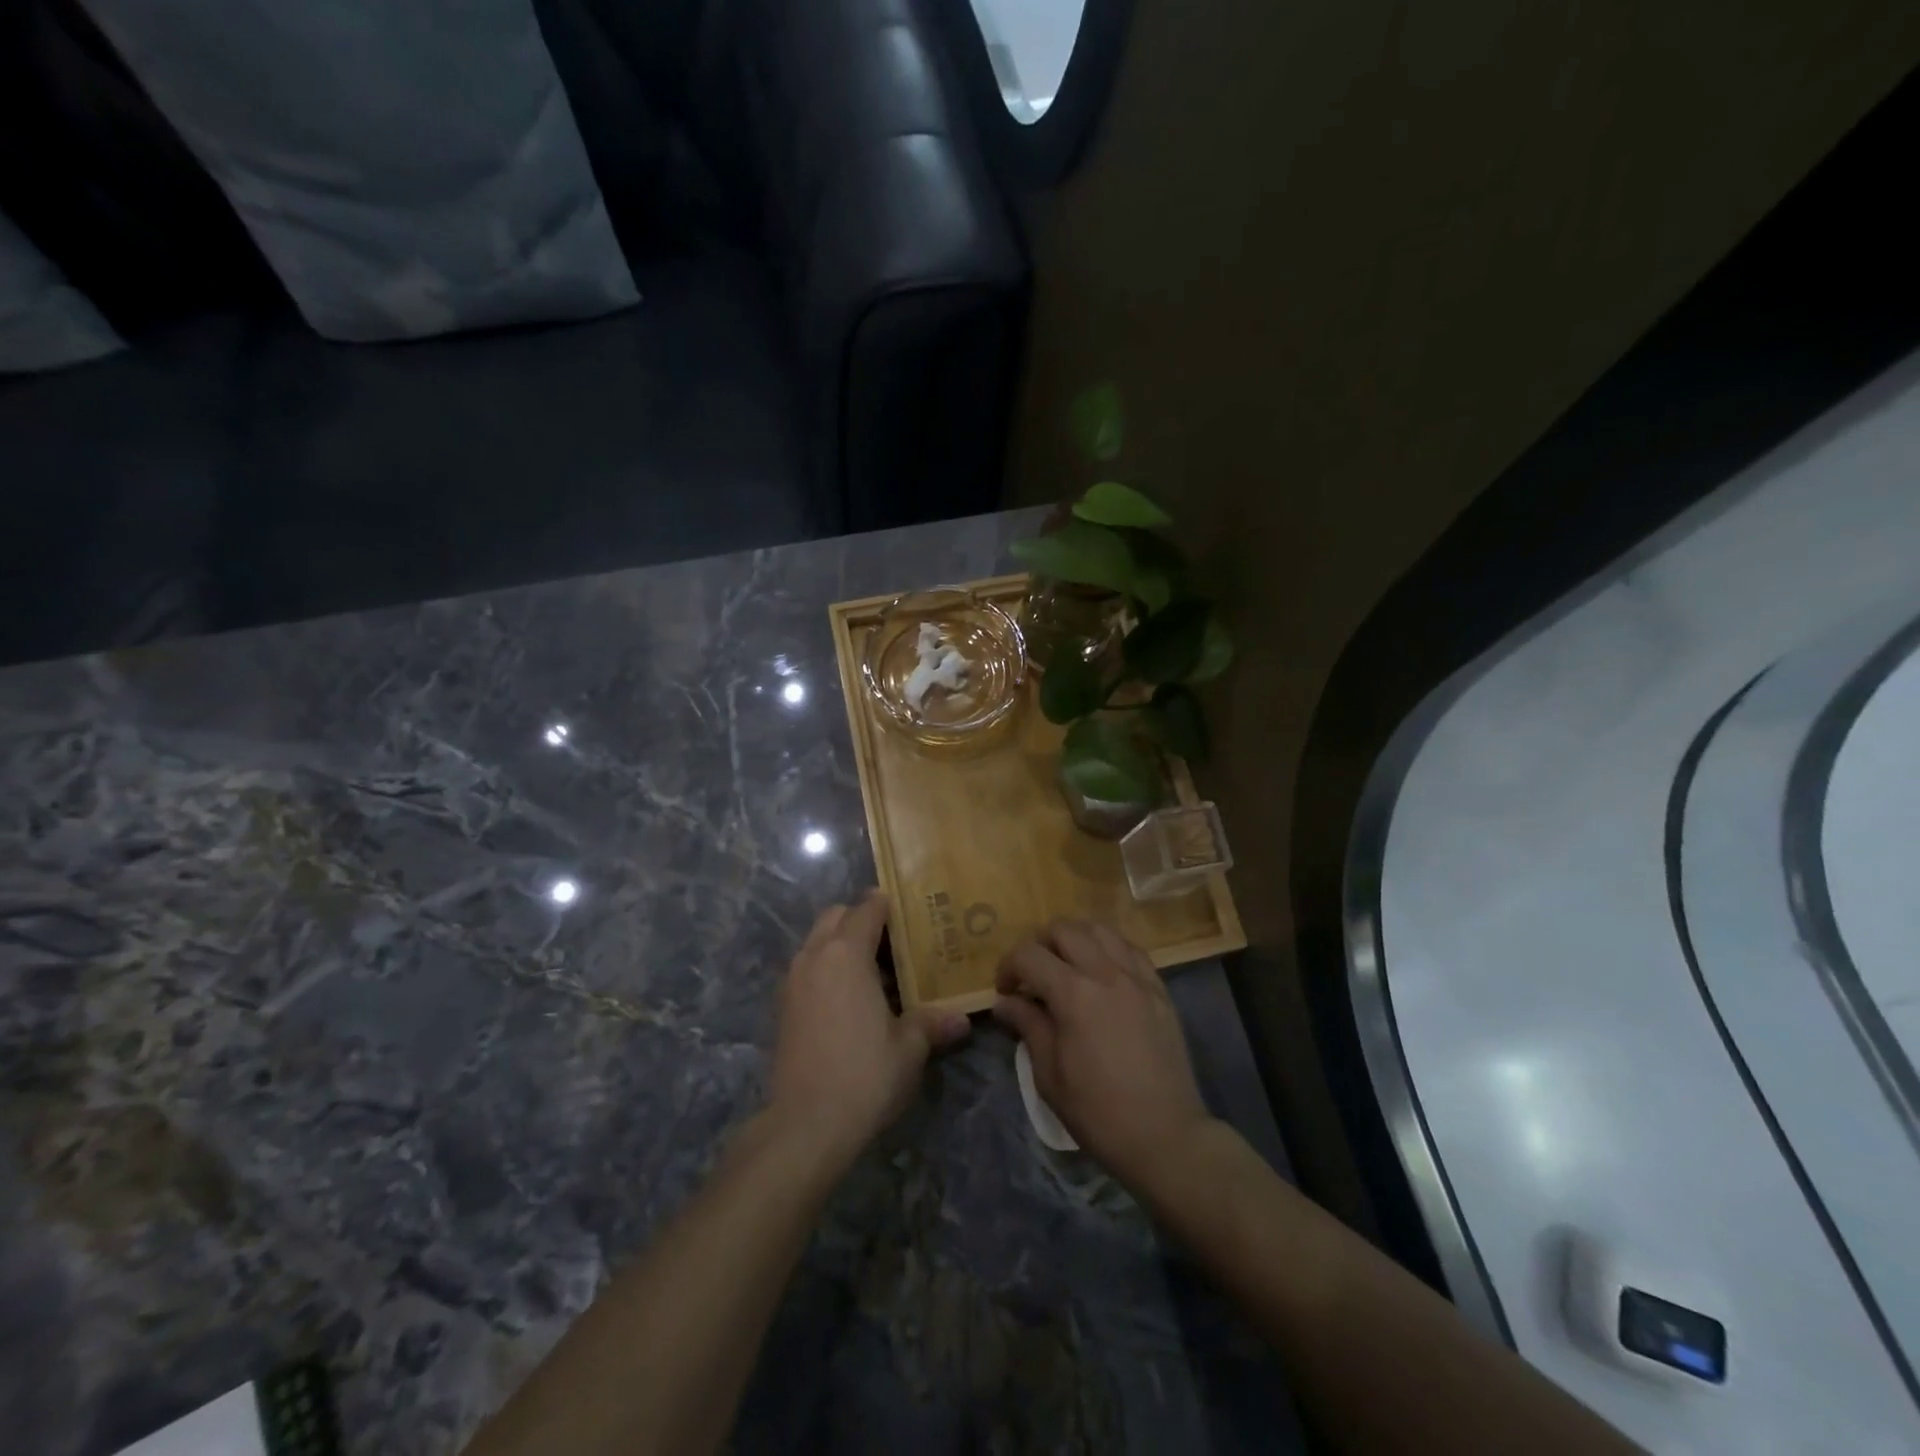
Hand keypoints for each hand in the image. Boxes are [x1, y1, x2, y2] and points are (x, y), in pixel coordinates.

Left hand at [767, 890, 970, 1165]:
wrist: (805, 1125)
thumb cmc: (864, 1075)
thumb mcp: (909, 1048)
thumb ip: (932, 1023)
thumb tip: (961, 1019)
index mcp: (847, 953)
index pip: (867, 908)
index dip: (889, 905)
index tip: (912, 912)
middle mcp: (815, 956)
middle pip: (836, 915)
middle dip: (861, 919)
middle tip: (894, 942)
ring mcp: (793, 980)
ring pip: (817, 941)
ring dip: (841, 943)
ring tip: (874, 971)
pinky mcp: (782, 1006)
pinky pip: (807, 967)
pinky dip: (826, 968)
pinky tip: (850, 1000)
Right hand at [992, 920, 1213, 1195]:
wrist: (1165, 1136)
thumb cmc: (1098, 1112)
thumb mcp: (1049, 1075)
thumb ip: (1028, 1026)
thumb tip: (1005, 1002)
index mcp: (1074, 994)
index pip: (1029, 955)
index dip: (1008, 966)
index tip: (1004, 991)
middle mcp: (1106, 972)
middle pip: (1064, 930)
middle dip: (1039, 945)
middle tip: (1032, 975)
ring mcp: (1138, 977)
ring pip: (1100, 929)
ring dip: (1075, 938)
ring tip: (1066, 965)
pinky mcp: (1159, 989)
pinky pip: (1130, 949)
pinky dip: (1109, 949)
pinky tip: (1102, 972)